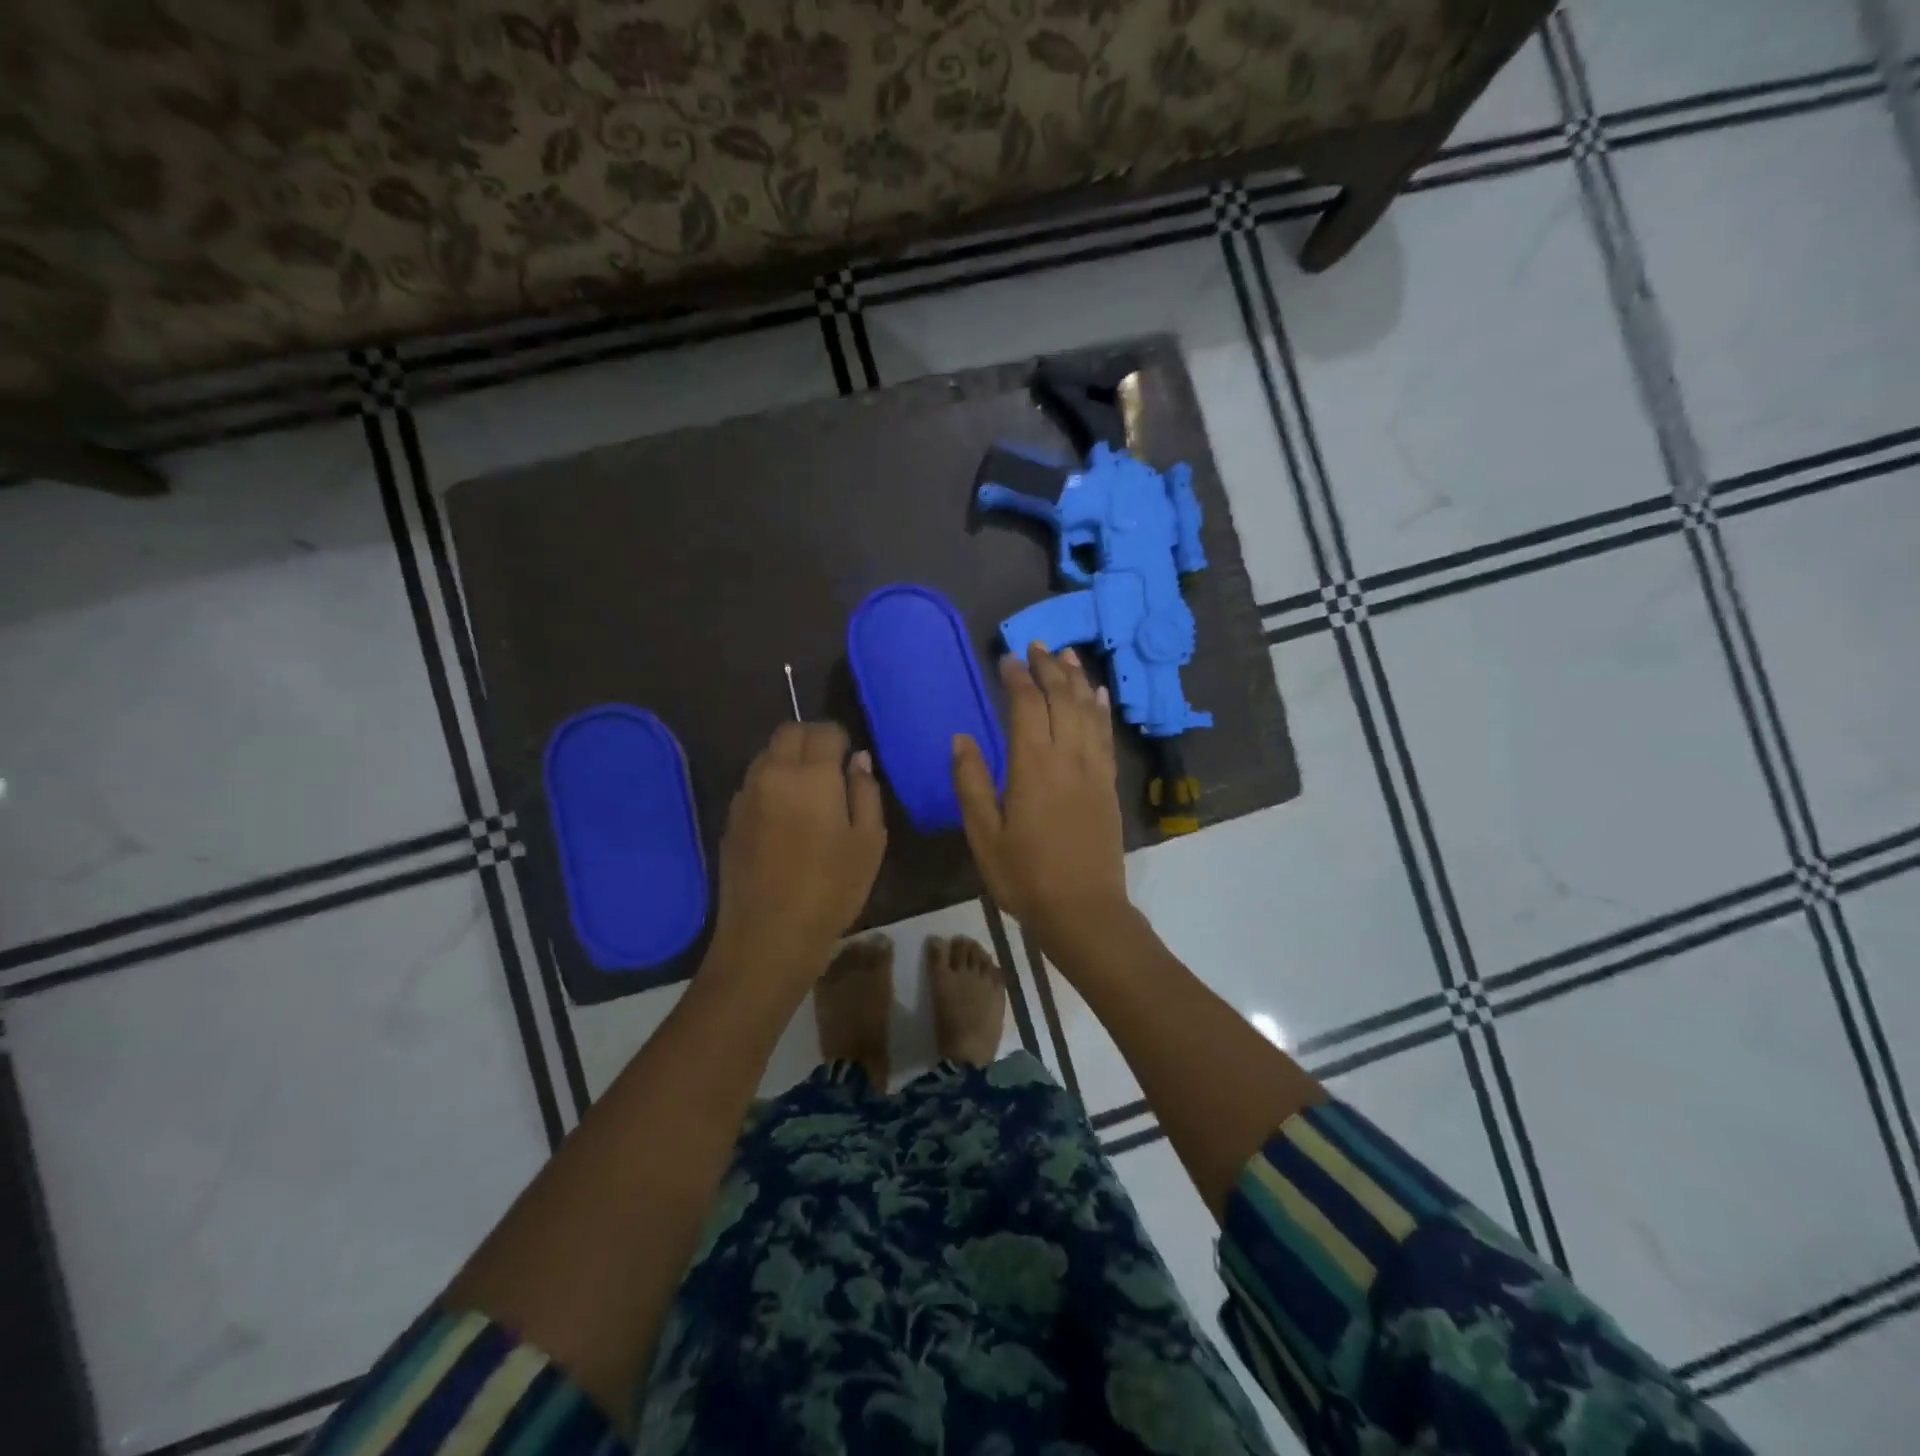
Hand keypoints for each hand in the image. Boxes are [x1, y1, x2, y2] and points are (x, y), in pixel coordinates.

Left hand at [709, 722, 885, 987]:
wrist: (768, 936)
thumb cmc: (831, 890)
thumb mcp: (869, 843)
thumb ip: (866, 792)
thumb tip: (859, 760)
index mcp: (811, 776)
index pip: (824, 731)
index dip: (841, 740)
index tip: (850, 762)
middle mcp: (772, 774)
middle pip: (789, 732)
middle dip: (812, 739)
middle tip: (830, 768)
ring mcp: (745, 796)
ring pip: (766, 755)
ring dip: (787, 760)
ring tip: (807, 793)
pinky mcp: (730, 819)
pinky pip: (753, 783)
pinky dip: (770, 784)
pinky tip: (784, 817)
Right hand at [952, 644, 1132, 957]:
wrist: (1084, 910)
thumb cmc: (1024, 876)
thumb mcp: (984, 835)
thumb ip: (970, 782)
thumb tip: (960, 737)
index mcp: (1032, 767)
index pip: (1026, 706)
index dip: (1017, 678)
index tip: (1006, 657)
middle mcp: (1067, 758)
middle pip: (1061, 699)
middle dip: (1048, 667)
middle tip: (1035, 645)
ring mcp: (1093, 770)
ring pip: (1087, 711)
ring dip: (1077, 679)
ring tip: (1067, 654)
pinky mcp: (1108, 785)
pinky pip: (1105, 736)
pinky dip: (1101, 710)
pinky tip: (1098, 695)